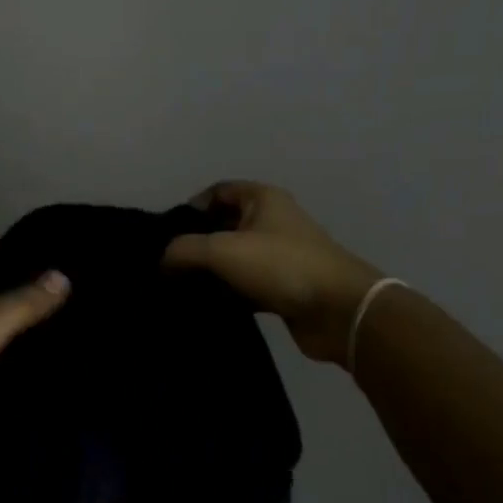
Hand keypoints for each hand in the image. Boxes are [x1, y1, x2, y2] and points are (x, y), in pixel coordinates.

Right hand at [163, 181, 379, 366]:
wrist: (339, 310)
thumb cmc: (281, 266)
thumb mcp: (223, 250)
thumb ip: (183, 250)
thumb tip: (162, 262)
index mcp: (262, 199)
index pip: (217, 191)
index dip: (191, 207)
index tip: (169, 234)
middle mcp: (272, 221)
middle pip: (223, 226)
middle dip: (196, 244)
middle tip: (168, 266)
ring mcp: (279, 256)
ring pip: (233, 259)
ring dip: (210, 273)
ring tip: (180, 290)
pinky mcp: (283, 288)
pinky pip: (246, 286)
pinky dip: (227, 295)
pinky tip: (206, 308)